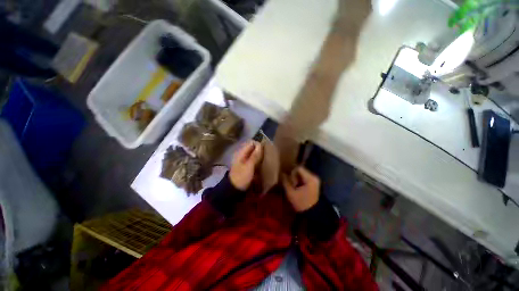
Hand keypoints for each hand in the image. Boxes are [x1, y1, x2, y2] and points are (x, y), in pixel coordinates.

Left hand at [229, 141, 262, 190]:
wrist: (234, 189)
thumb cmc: (241, 177)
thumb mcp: (249, 166)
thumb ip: (254, 155)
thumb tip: (260, 145)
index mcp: (241, 153)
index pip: (251, 143)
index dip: (258, 145)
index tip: (265, 149)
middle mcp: (242, 155)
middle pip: (252, 148)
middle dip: (259, 150)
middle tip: (267, 155)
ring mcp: (243, 160)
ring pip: (253, 154)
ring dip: (259, 155)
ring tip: (266, 159)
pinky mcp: (246, 166)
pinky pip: (253, 160)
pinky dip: (257, 160)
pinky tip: (262, 164)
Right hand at [282, 167, 320, 211]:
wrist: (314, 214)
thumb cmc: (302, 203)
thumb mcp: (291, 193)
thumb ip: (286, 182)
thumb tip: (282, 174)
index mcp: (309, 178)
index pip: (298, 168)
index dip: (291, 171)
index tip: (286, 176)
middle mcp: (314, 177)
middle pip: (301, 170)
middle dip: (293, 174)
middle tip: (288, 181)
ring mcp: (315, 180)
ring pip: (302, 174)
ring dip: (296, 177)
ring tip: (291, 184)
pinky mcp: (314, 183)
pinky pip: (305, 178)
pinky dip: (299, 180)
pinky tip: (296, 186)